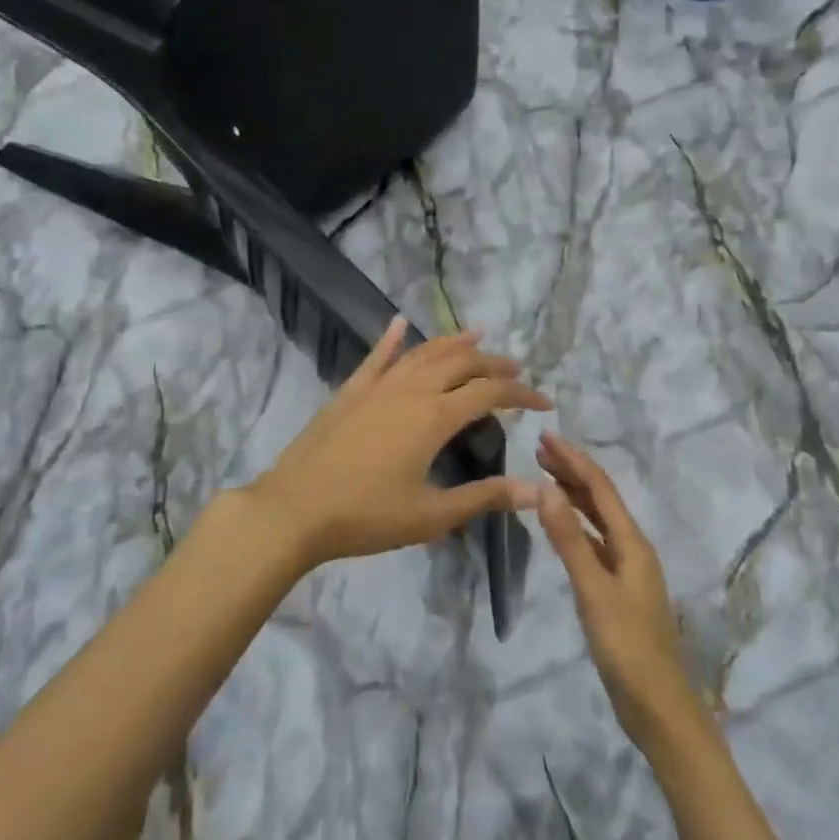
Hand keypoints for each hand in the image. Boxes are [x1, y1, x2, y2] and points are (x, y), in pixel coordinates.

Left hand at [247, 317, 549, 569]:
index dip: (522, 394)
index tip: (545, 403)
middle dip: (494, 363)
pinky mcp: (350, 392)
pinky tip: (399, 322)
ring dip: (453, 342)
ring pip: (423, 353)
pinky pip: (375, 357)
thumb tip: (535, 491)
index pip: (490, 393)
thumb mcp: (431, 515)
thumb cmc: (366, 517)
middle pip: (461, 363)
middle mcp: (411, 390)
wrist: (294, 511)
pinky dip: (391, 338)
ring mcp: (377, 387)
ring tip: (477, 335)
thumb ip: (484, 498)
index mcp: (435, 417)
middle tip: (516, 370)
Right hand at [536, 433, 705, 753]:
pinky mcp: (619, 591)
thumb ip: (570, 540)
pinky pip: (595, 544)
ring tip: (546, 478)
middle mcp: (633, 549)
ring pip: (599, 521)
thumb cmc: (627, 646)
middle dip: (572, 472)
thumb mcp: (593, 591)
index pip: (600, 488)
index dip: (574, 460)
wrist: (659, 706)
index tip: (545, 437)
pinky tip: (562, 528)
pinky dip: (576, 527)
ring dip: (574, 496)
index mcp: (632, 543)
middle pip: (602, 499)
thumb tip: (546, 489)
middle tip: (539, 450)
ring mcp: (628, 571)